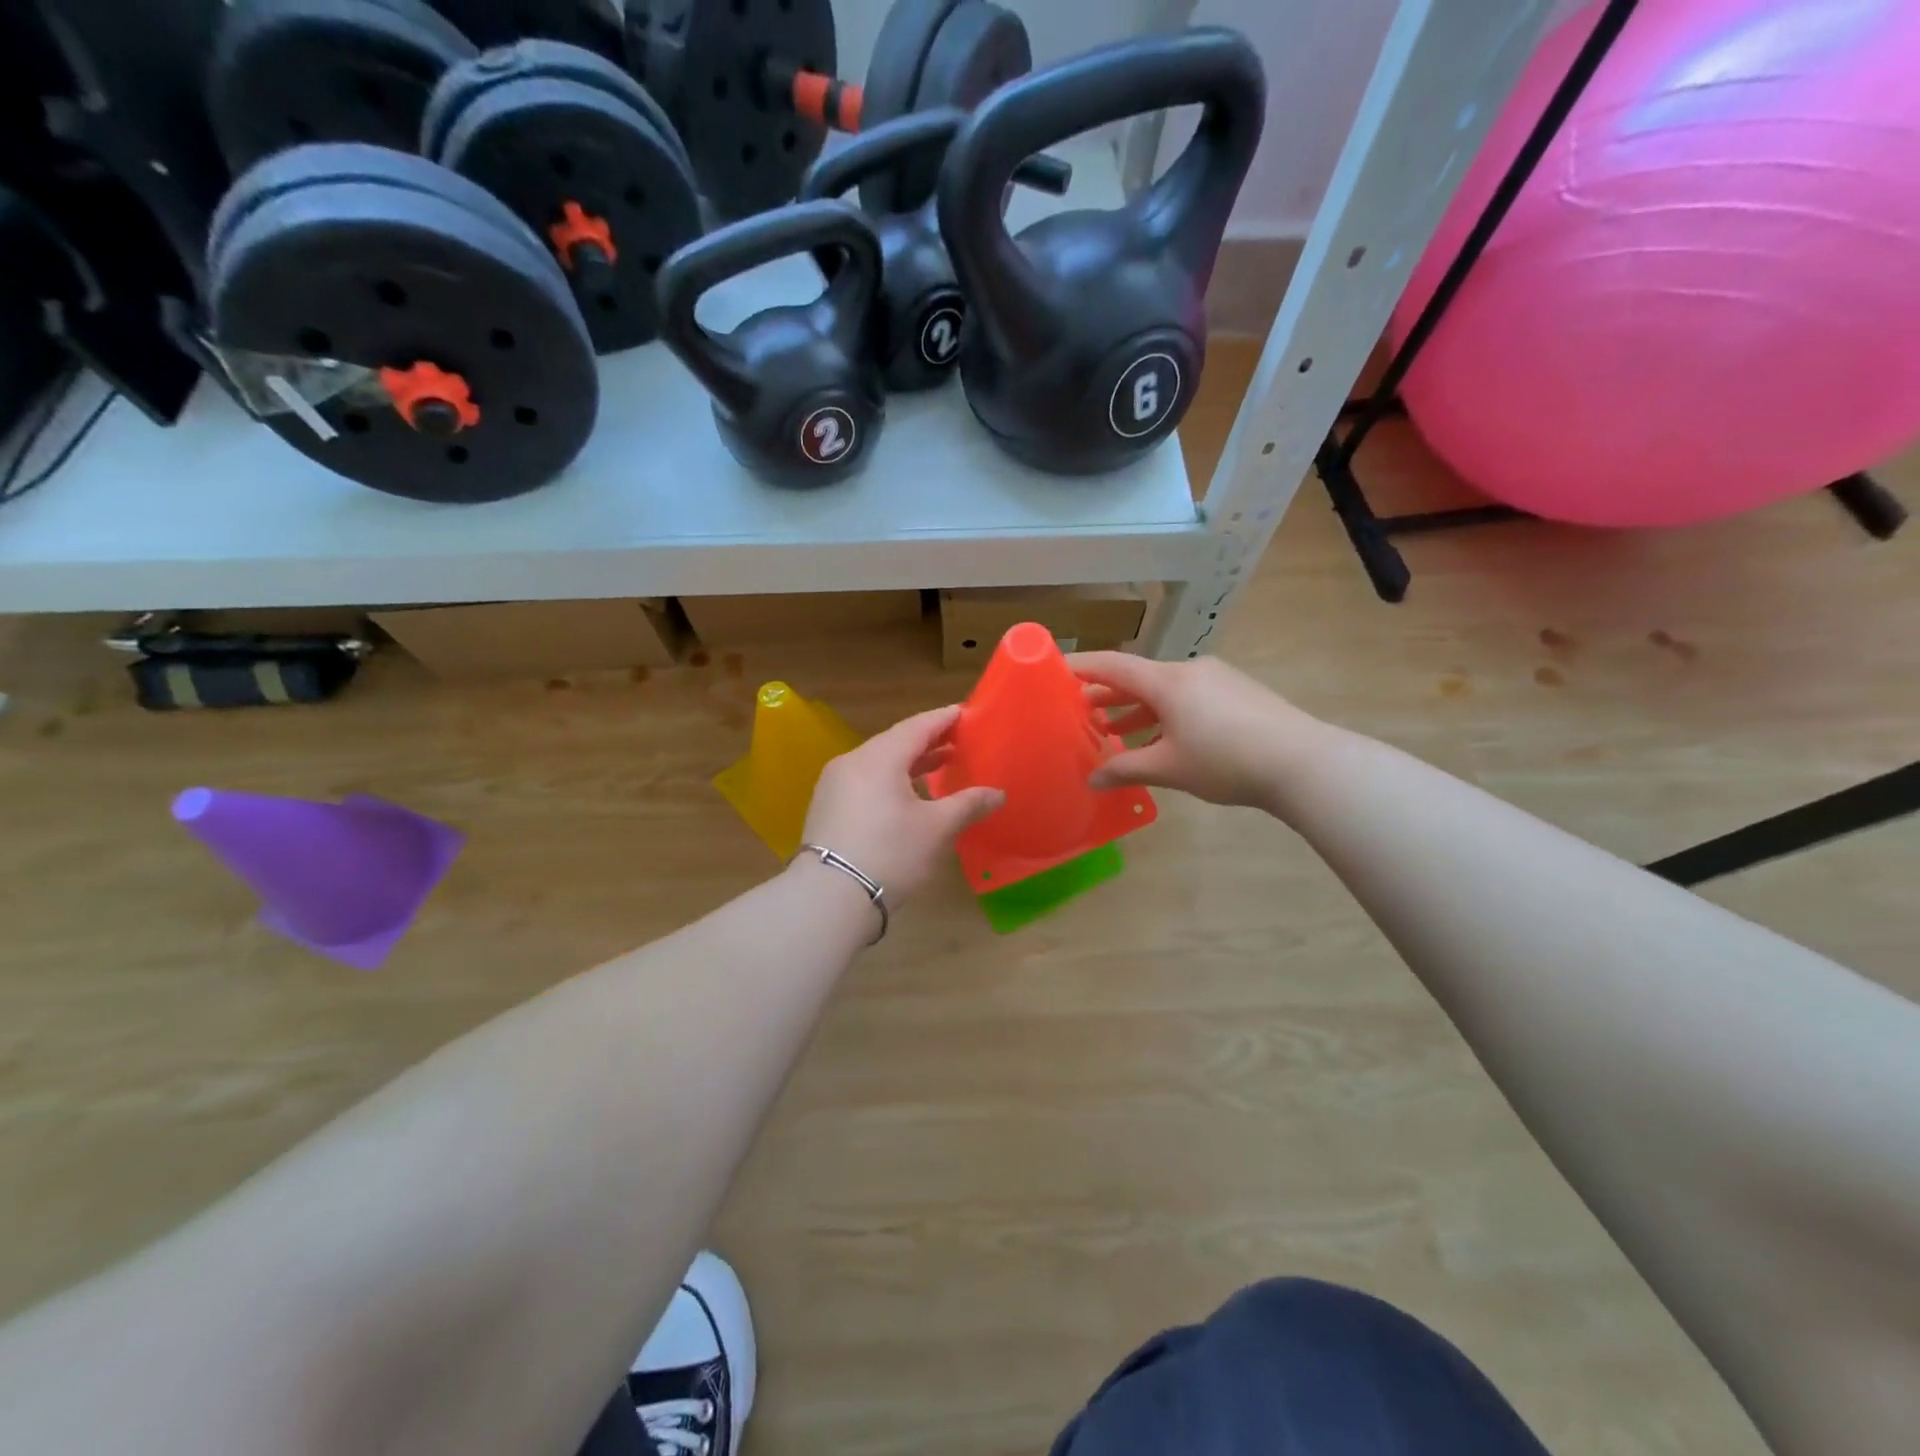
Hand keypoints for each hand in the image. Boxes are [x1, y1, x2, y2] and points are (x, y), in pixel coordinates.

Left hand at [798, 705, 1005, 903]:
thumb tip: (998, 794)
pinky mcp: (827, 808)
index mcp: (880, 757)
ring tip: (939, 767)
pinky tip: (906, 796)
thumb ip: (968, 805)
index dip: (944, 719)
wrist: (829, 898)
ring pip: (878, 763)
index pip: (918, 726)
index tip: (965, 713)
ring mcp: (834, 785)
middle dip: (928, 741)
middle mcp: (853, 762)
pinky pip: (865, 781)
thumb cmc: (890, 853)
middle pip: (895, 742)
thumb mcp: (936, 829)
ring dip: (909, 763)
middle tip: (958, 742)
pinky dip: (890, 780)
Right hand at [1070, 652, 1317, 809]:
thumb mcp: (1169, 768)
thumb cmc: (1225, 761)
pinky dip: (1166, 713)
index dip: (1083, 667)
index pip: (1114, 665)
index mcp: (1167, 681)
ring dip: (1138, 708)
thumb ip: (1126, 769)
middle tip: (1082, 711)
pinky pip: (1189, 696)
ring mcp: (1217, 679)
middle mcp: (1189, 671)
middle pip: (1139, 676)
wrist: (1302, 762)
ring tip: (1116, 730)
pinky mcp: (1238, 692)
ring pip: (1165, 689)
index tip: (1058, 670)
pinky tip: (1162, 739)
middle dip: (1109, 694)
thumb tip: (1092, 778)